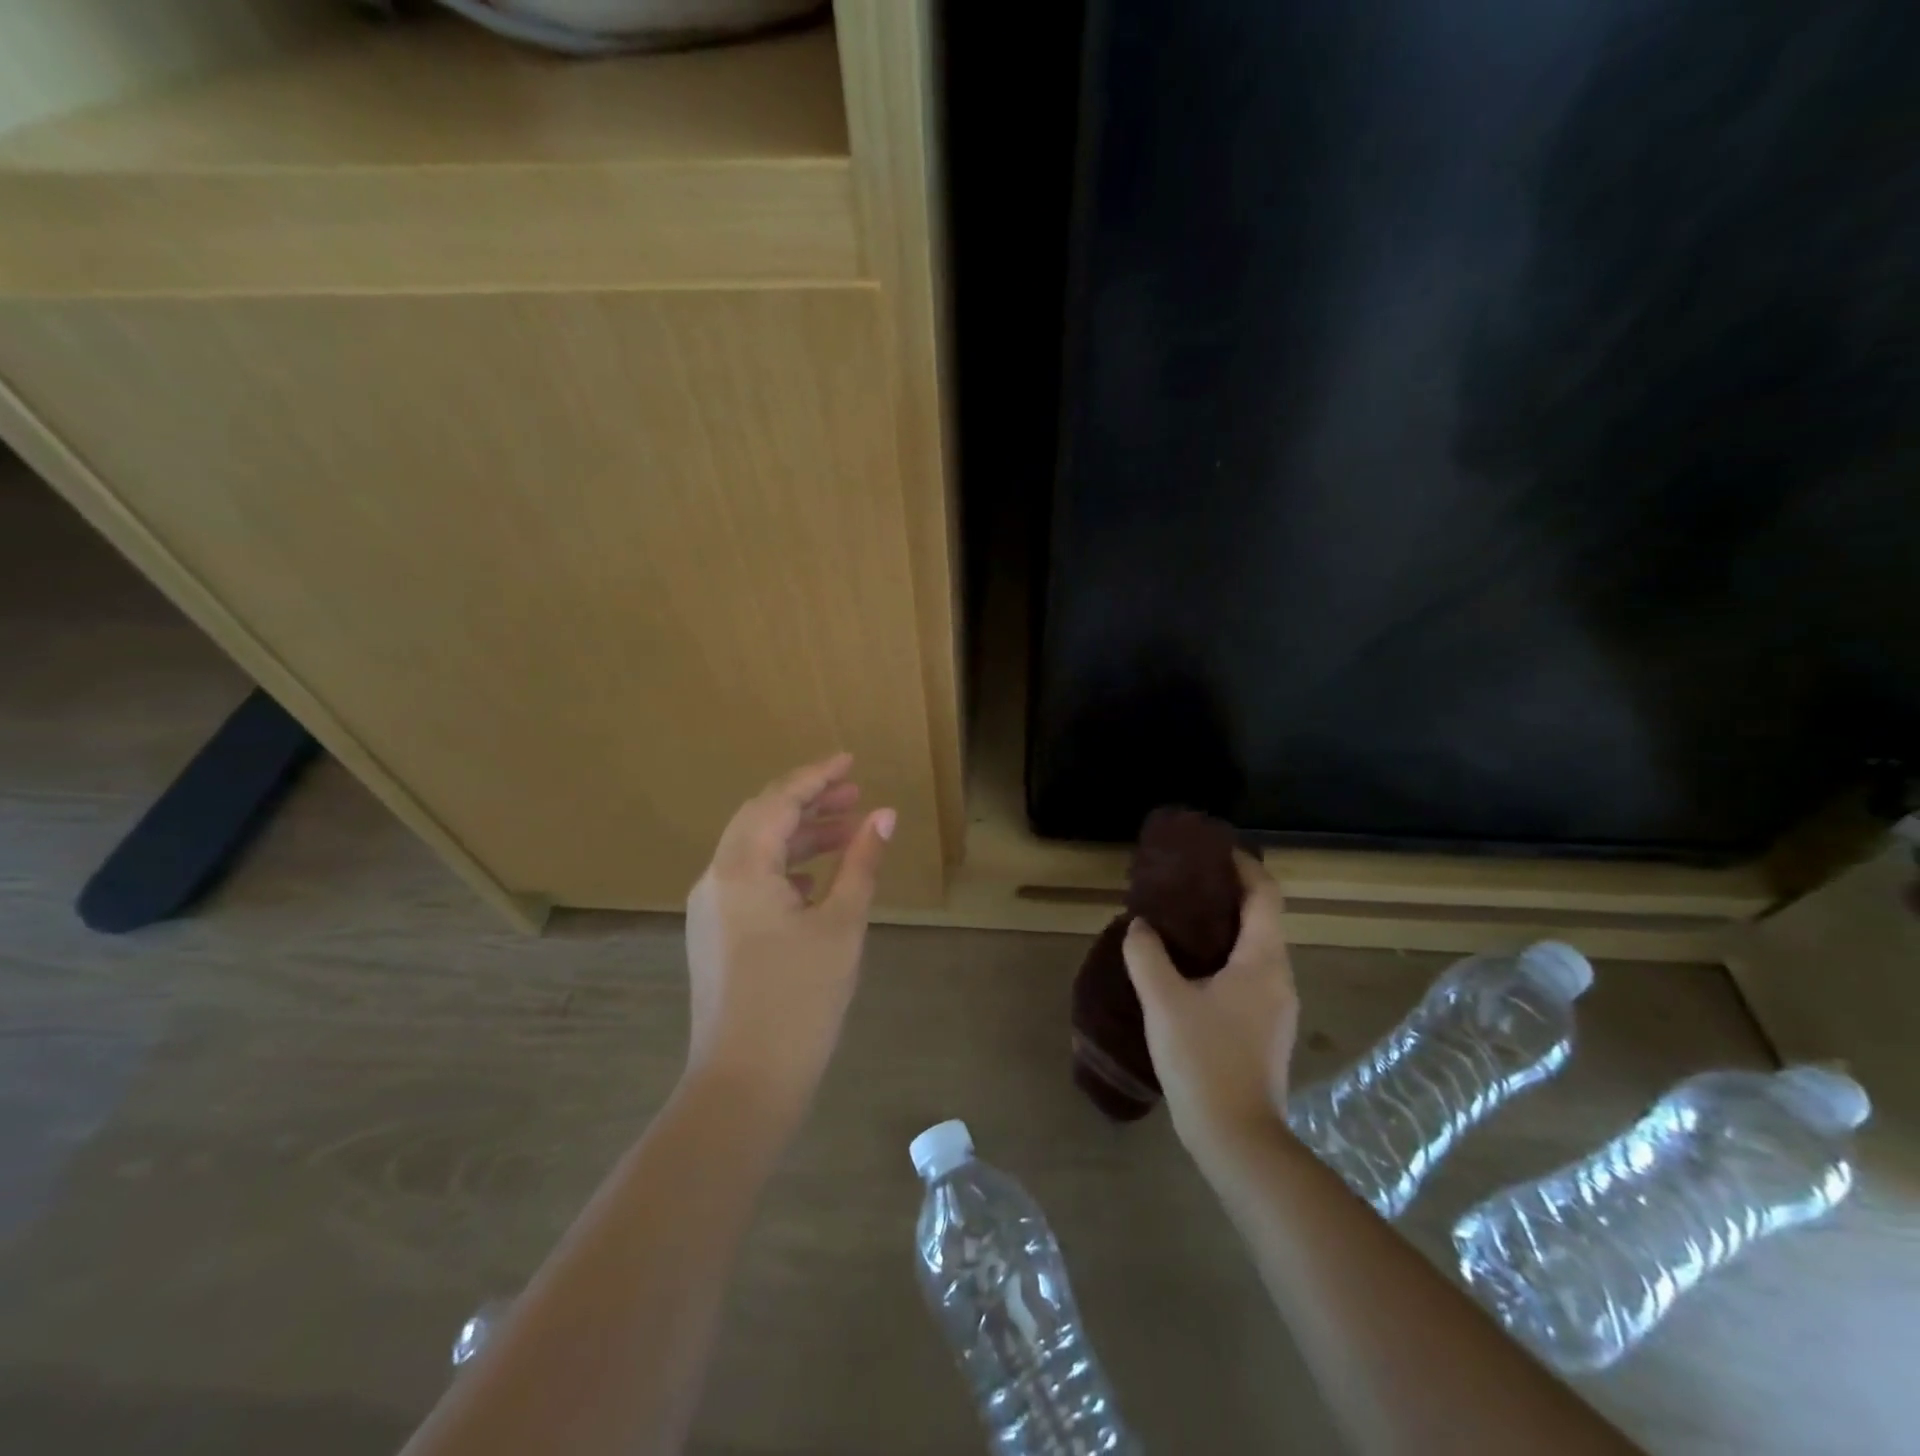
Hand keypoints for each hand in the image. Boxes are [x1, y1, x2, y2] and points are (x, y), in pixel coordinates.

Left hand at [684, 754, 893, 1121]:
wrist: (744, 1084)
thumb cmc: (799, 1000)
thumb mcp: (841, 925)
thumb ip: (861, 863)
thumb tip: (884, 816)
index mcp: (741, 868)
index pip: (778, 801)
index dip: (816, 776)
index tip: (850, 761)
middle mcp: (716, 879)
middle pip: (761, 819)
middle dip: (808, 802)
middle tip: (855, 794)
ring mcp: (711, 910)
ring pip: (755, 851)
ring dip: (799, 835)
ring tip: (846, 831)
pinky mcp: (715, 937)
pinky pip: (750, 881)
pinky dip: (785, 867)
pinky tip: (816, 878)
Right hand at [1123, 853, 1298, 1151]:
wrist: (1237, 1138)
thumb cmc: (1204, 1060)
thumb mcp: (1164, 1001)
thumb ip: (1147, 955)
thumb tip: (1140, 927)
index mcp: (1263, 960)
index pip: (1265, 894)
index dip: (1243, 866)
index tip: (1212, 851)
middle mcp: (1279, 977)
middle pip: (1260, 919)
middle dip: (1225, 896)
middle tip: (1181, 886)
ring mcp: (1276, 1007)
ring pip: (1253, 950)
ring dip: (1221, 929)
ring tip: (1177, 925)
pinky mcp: (1265, 1030)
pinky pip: (1247, 976)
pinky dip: (1221, 959)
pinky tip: (1186, 972)